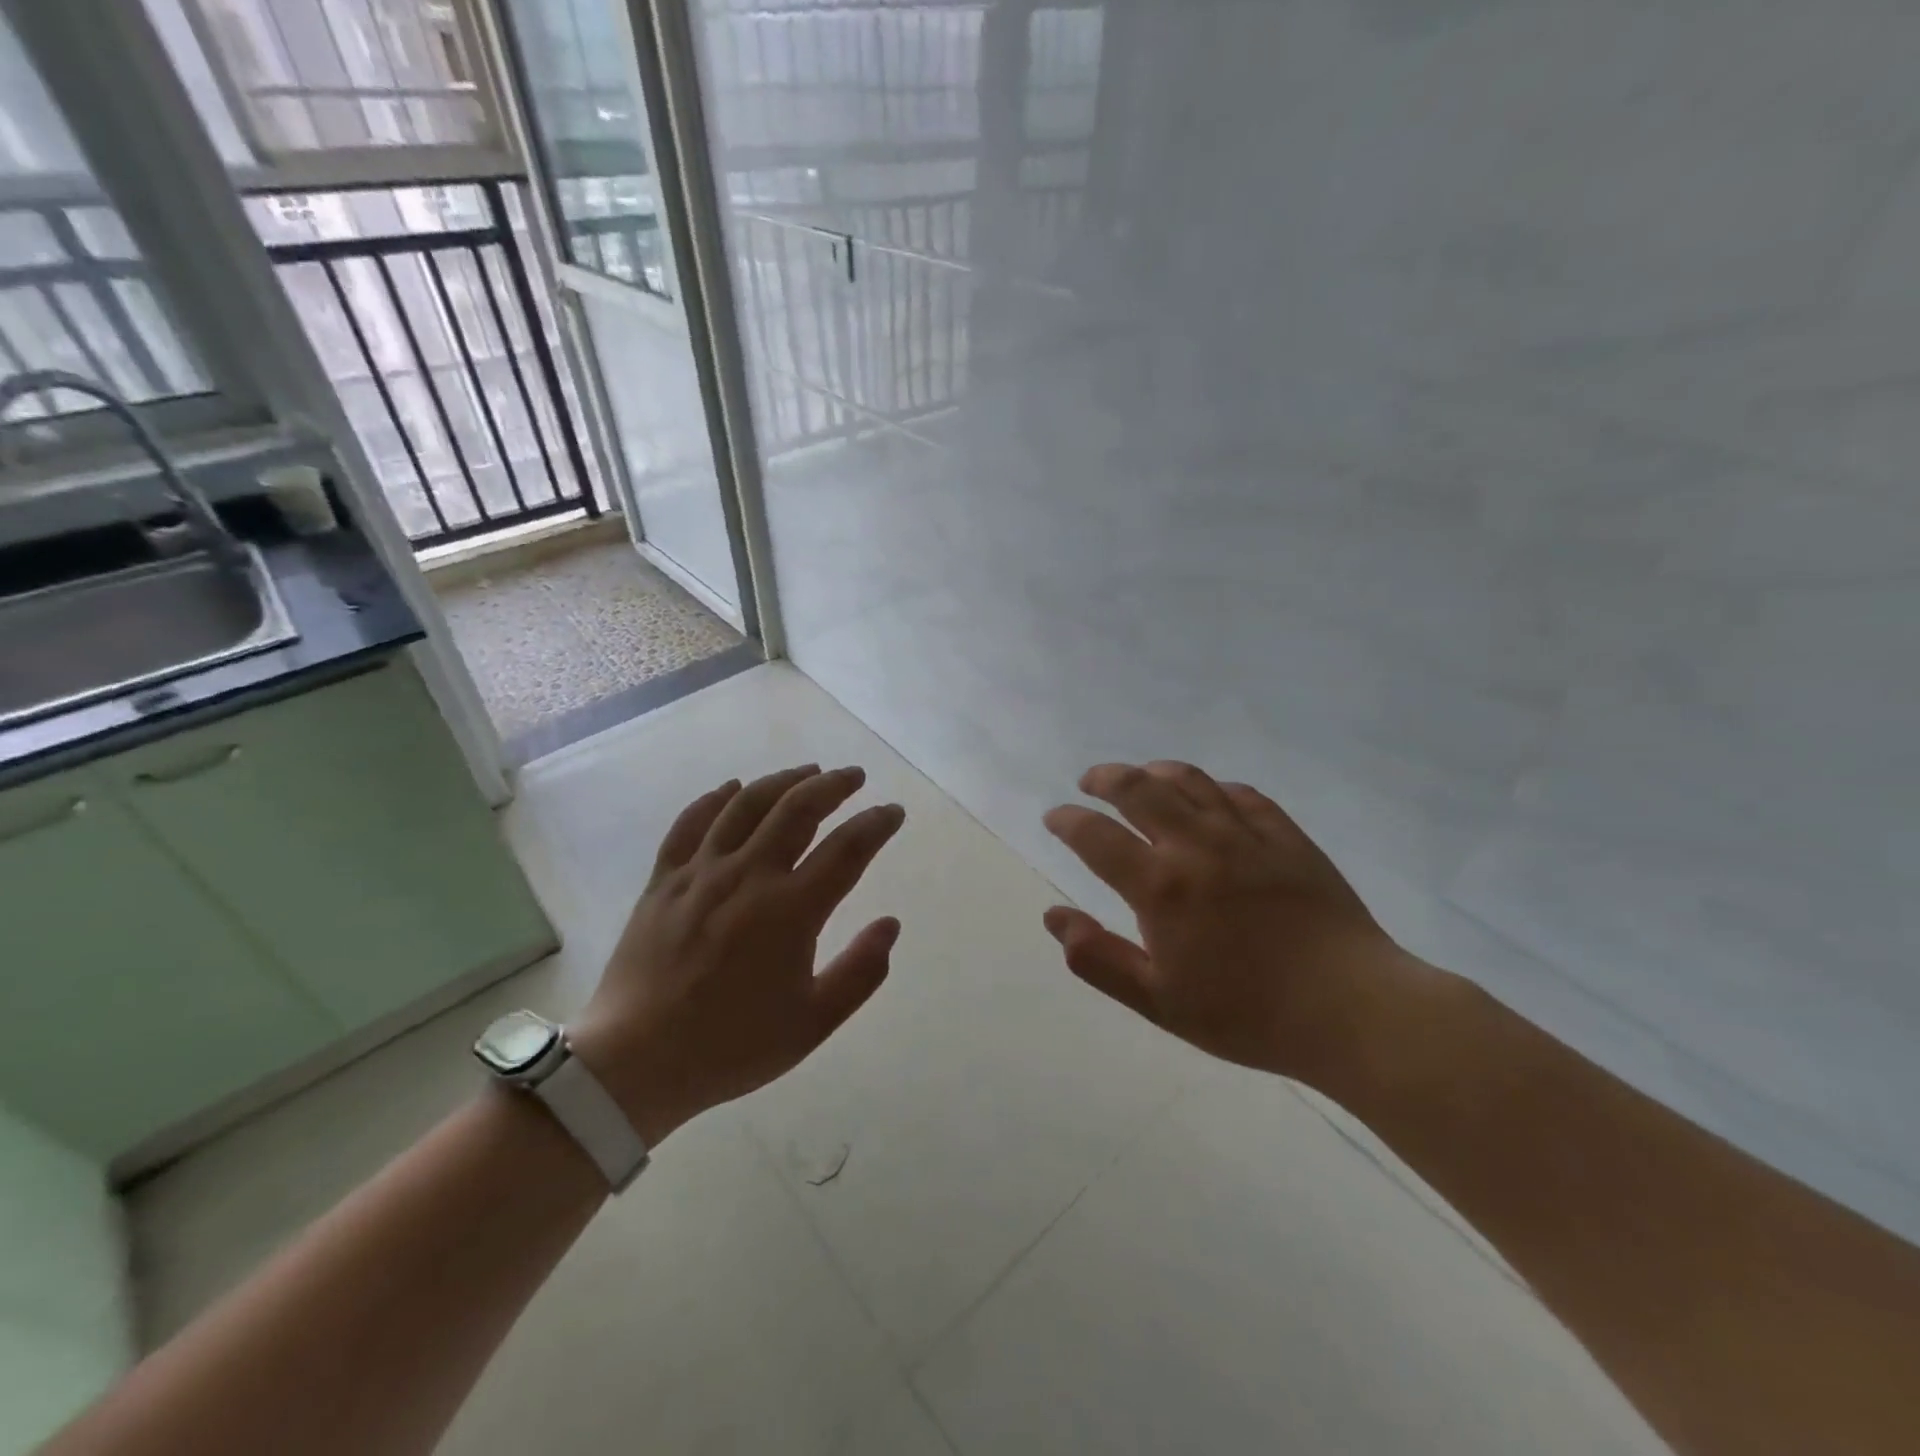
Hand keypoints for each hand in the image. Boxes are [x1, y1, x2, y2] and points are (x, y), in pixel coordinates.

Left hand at [571, 765, 905, 1146]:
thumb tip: (890, 924)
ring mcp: (701, 872)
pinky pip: (691, 823)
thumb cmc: (732, 1045)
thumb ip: (860, 972)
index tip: (893, 812)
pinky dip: (715, 799)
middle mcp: (748, 875)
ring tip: (806, 771)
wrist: (636, 1062)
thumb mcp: (812, 1023)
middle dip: (832, 785)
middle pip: (797, 809)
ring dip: (782, 780)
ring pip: (747, 804)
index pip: (847, 849)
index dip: (876, 824)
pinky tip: (732, 788)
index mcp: (791, 910)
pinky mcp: (663, 880)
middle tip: (853, 777)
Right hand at [1041, 761, 1407, 1082]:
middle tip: (1090, 783)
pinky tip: (1207, 796)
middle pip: (1139, 788)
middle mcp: (1197, 845)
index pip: (1096, 836)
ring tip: (1140, 777)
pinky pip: (1241, 794)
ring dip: (1154, 771)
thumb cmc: (1247, 1014)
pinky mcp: (1287, 836)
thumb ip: (1098, 958)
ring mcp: (1246, 835)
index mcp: (1160, 886)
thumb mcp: (1158, 1002)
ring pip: (1189, 780)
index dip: (1067, 821)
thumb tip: (1053, 916)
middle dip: (1105, 778)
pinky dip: (1212, 787)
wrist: (1352, 1010)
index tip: (1055, 818)